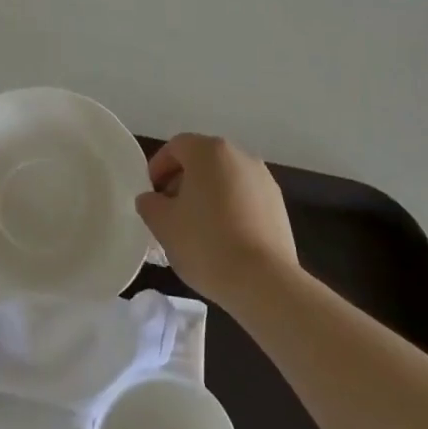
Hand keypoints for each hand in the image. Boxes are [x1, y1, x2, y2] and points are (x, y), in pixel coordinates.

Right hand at [137, 133, 297, 309]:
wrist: (265, 282)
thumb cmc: (206, 244)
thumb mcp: (164, 225)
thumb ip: (150, 204)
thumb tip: (151, 199)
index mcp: (209, 151)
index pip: (176, 146)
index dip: (158, 167)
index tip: (151, 195)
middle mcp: (239, 155)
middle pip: (202, 160)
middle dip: (182, 182)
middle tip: (169, 212)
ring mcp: (263, 179)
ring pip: (225, 179)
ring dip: (207, 196)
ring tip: (196, 229)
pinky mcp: (278, 205)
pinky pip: (244, 197)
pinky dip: (230, 209)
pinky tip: (223, 239)